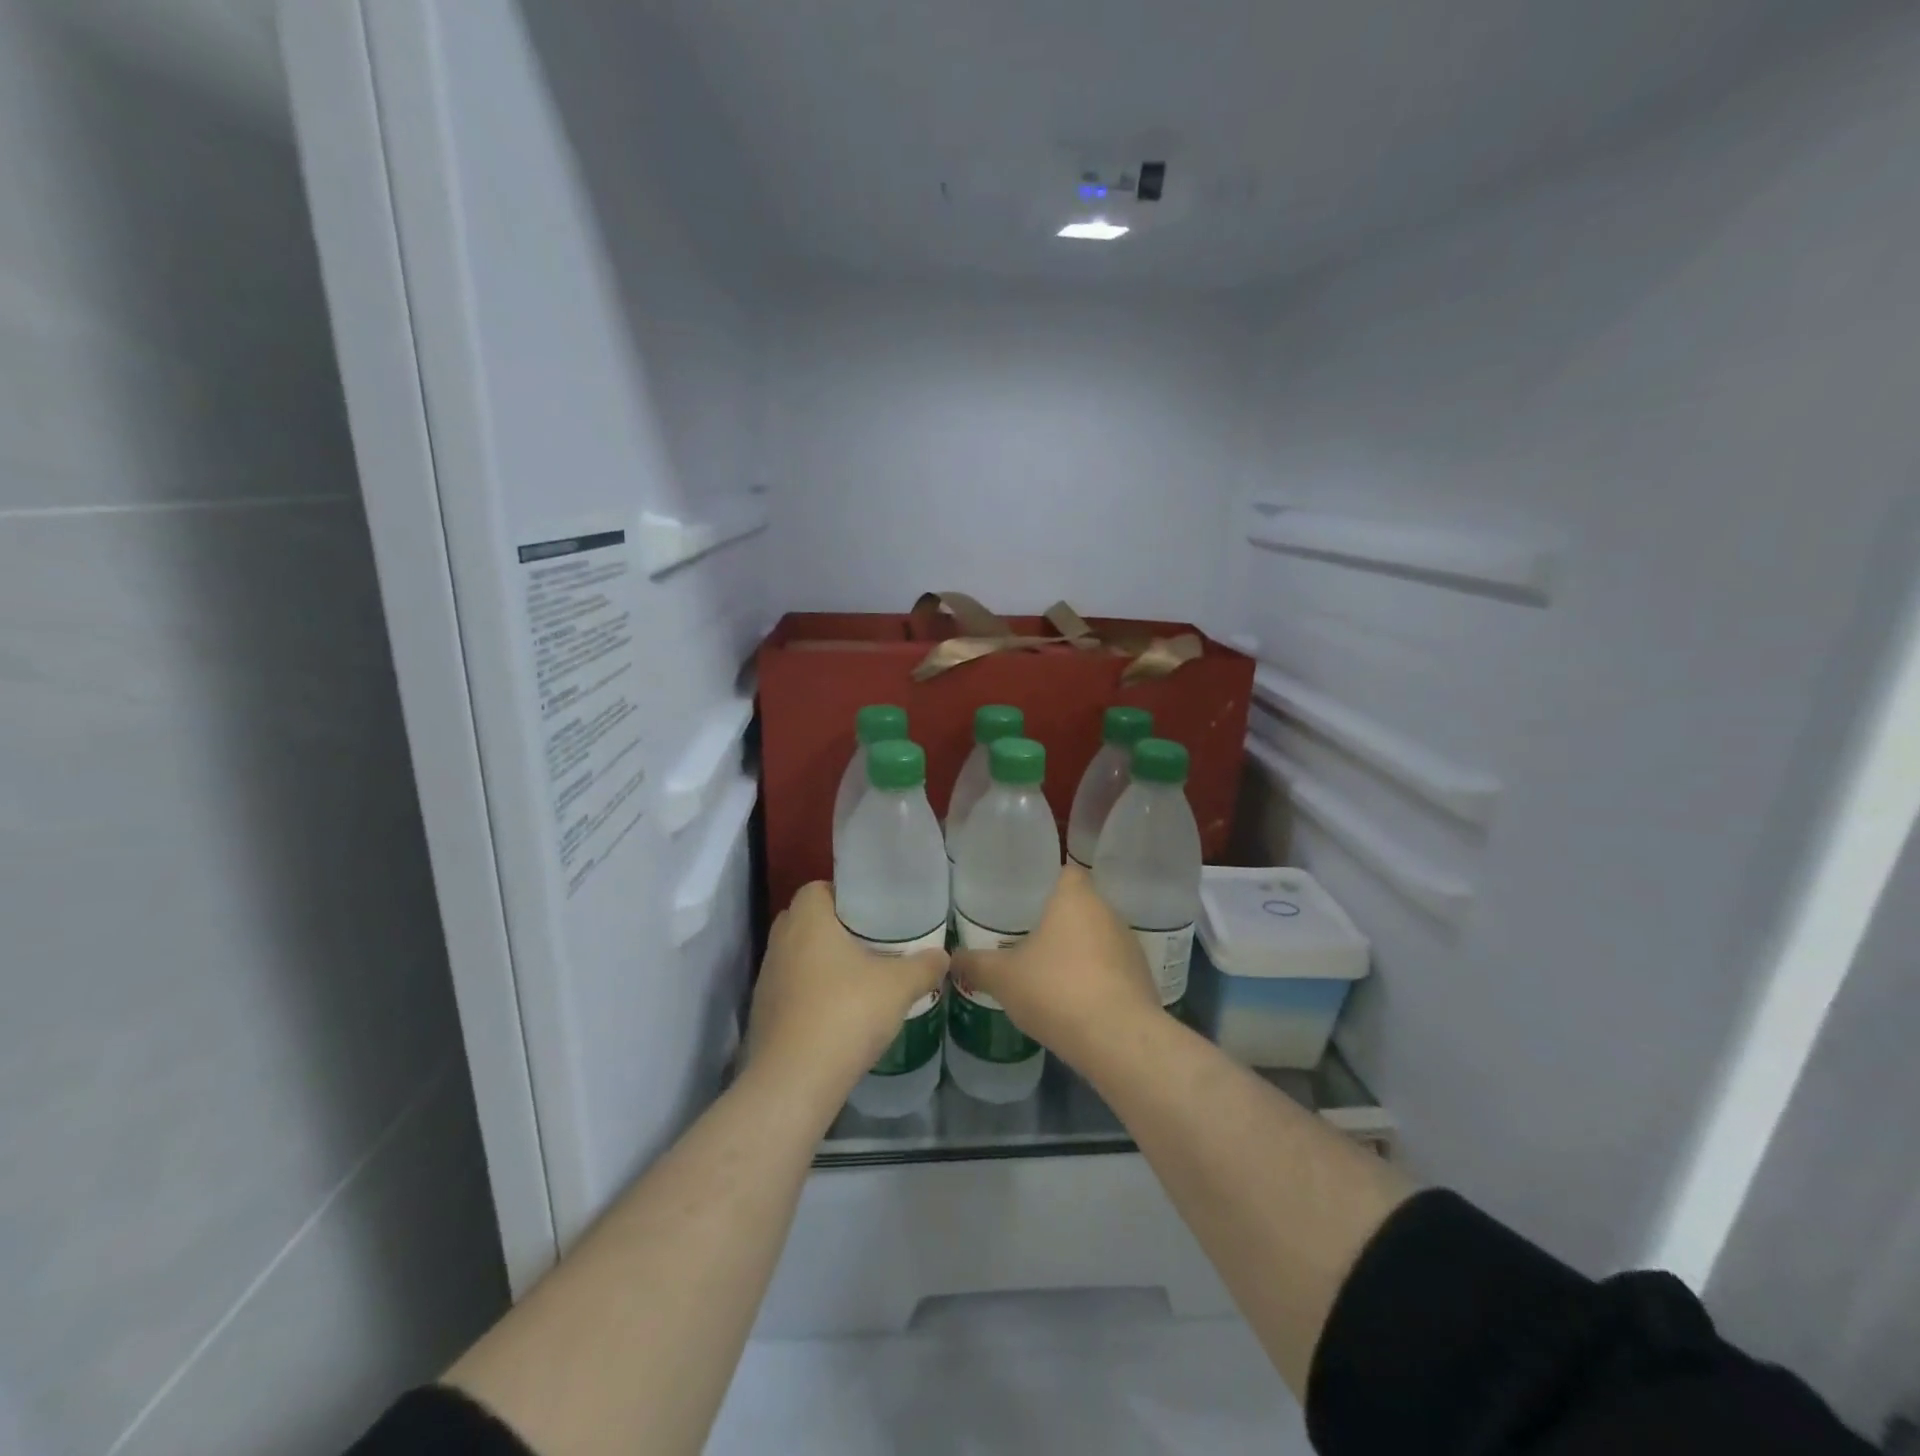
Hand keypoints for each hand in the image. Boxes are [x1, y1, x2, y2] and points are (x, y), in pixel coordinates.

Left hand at [745, 882, 948, 1106]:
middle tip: (869, 941)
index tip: (872, 911)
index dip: (843, 894)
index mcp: (808, 921)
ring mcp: (768, 979)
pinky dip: (810, 993)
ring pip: (796, 955)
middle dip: (834, 927)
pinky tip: (838, 1012)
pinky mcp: (763, 1013)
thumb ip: (923, 966)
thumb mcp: (898, 987)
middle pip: (805, 920)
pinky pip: (790, 989)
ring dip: (821, 962)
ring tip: (857, 977)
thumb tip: (943, 955)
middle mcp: (781, 942)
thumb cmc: (846, 1014)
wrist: (794, 1081)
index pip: (816, 888)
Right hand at [949, 865, 1159, 1068]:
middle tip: (1028, 938)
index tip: (1025, 899)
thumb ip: (976, 964)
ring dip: (1079, 952)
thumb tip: (950, 959)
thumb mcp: (1003, 977)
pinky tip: (1075, 1001)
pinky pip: (1112, 969)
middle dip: (1058, 922)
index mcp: (1076, 898)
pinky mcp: (1143, 979)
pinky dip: (1096, 979)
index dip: (1046, 882)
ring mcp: (1130, 946)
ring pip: (1098, 938)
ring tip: (1049, 973)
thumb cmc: (1056, 990)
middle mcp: (1108, 913)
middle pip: (1082, 906)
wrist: (1118, 1039)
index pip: (1066, 872)